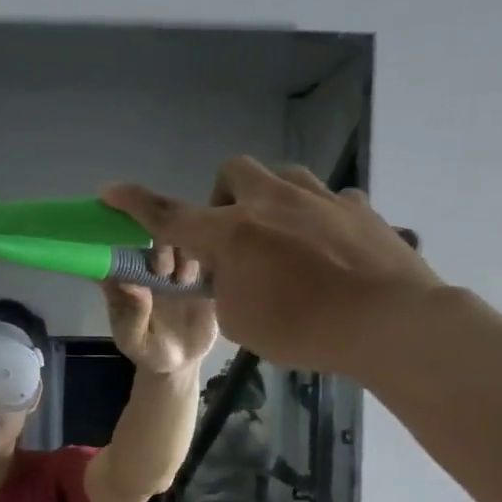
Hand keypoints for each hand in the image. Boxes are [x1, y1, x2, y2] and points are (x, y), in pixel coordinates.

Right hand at [102, 159, 443, 379]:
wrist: (390, 323)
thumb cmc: (302, 330)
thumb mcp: (240, 322)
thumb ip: (223, 288)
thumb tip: (231, 271)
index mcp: (232, 233)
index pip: (169, 215)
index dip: (135, 203)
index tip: (111, 190)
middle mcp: (271, 203)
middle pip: (232, 171)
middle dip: (222, 197)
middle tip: (232, 238)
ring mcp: (320, 198)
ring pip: (282, 175)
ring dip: (269, 200)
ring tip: (280, 240)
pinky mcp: (359, 208)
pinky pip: (328, 199)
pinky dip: (316, 218)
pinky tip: (327, 249)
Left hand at [104, 242, 218, 374]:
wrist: (180, 363)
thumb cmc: (146, 350)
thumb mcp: (133, 340)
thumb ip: (132, 315)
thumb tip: (131, 285)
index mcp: (128, 280)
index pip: (122, 253)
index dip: (127, 246)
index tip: (135, 257)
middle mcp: (152, 269)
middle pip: (156, 241)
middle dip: (160, 248)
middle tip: (163, 270)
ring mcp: (177, 270)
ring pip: (184, 244)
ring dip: (185, 253)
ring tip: (184, 280)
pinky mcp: (201, 277)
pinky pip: (208, 258)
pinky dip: (211, 258)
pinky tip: (208, 276)